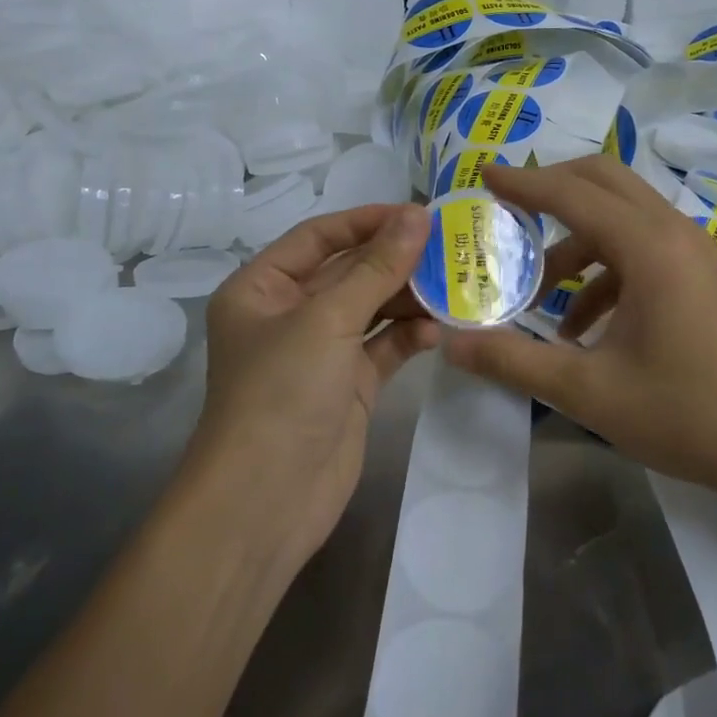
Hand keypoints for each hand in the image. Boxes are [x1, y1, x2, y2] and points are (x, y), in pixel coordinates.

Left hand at [195, 203, 438, 567]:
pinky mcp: (347, 385)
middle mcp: (288, 313)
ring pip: (371, 307)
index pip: (319, 236)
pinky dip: (408, 335)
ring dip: (409, 296)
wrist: (266, 503)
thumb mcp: (328, 320)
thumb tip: (418, 216)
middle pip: (348, 270)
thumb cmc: (282, 392)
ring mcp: (320, 351)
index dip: (367, 220)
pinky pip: (383, 346)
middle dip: (395, 259)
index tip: (418, 213)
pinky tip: (438, 330)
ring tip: (455, 282)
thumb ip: (377, 268)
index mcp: (262, 287)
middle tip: (450, 245)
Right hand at [441, 158, 716, 497]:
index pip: (572, 194)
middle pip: (604, 180)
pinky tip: (583, 326)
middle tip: (508, 209)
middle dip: (552, 187)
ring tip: (539, 292)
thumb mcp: (588, 392)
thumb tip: (451, 345)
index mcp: (648, 246)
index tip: (483, 175)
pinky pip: (642, 248)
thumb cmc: (685, 414)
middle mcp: (672, 232)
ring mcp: (692, 251)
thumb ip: (514, 362)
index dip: (523, 182)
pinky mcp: (701, 274)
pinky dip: (605, 269)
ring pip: (623, 214)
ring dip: (576, 240)